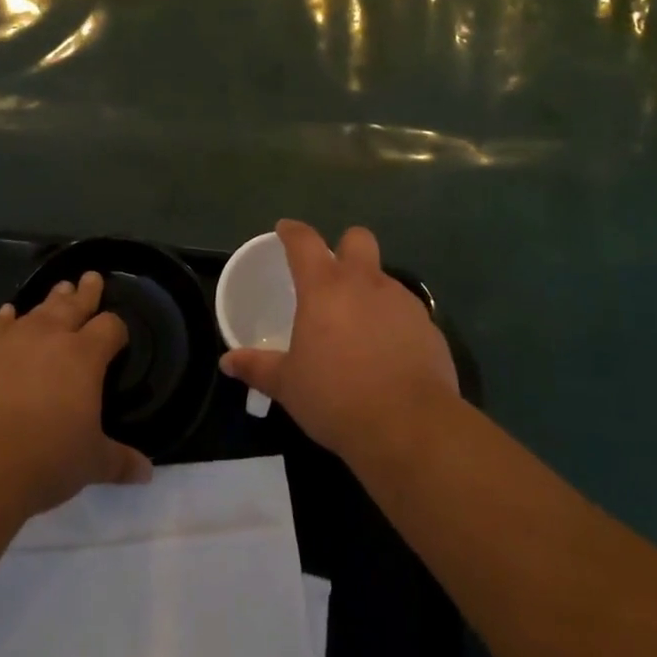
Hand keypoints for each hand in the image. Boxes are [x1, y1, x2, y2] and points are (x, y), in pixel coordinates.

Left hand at [0, 272, 151, 516]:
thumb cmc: (44, 459)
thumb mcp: (90, 464)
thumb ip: (119, 461)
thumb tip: (146, 472)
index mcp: (85, 356)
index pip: (110, 328)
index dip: (117, 329)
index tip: (118, 335)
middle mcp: (51, 337)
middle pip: (74, 305)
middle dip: (86, 293)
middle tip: (91, 277)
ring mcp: (11, 339)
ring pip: (38, 310)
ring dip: (51, 300)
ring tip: (60, 289)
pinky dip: (5, 319)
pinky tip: (7, 313)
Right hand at [220, 220, 458, 462]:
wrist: (410, 426)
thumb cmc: (336, 397)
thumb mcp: (288, 385)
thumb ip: (258, 367)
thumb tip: (227, 362)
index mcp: (325, 288)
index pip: (304, 241)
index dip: (292, 231)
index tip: (285, 230)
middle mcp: (365, 283)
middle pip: (357, 239)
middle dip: (345, 247)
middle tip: (332, 276)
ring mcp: (402, 302)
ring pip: (383, 279)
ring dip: (369, 292)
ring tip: (358, 329)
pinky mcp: (429, 327)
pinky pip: (405, 313)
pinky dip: (393, 324)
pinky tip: (388, 356)